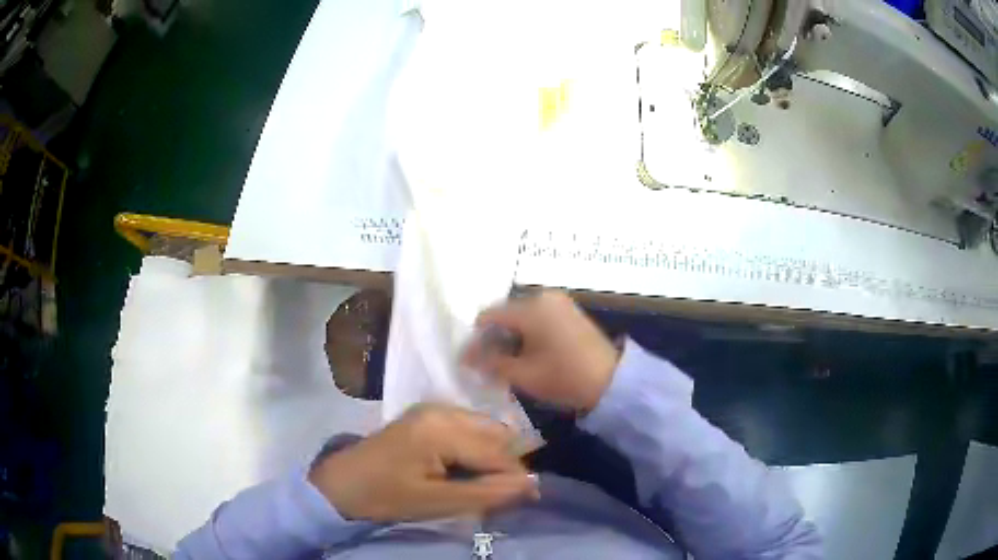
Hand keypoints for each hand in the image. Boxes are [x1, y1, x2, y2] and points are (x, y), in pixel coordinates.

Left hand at [308, 404, 538, 521]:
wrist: (341, 483)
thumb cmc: (384, 496)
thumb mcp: (436, 502)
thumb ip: (486, 493)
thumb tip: (532, 486)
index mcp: (441, 429)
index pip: (498, 452)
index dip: (516, 478)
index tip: (526, 500)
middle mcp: (442, 410)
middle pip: (496, 434)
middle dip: (505, 465)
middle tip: (499, 495)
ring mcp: (433, 409)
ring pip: (485, 430)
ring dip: (491, 457)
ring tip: (482, 486)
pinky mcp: (428, 415)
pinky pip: (468, 428)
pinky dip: (476, 450)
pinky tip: (465, 471)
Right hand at [463, 291, 619, 412]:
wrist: (611, 380)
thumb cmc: (564, 377)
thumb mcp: (522, 374)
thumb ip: (490, 362)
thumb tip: (465, 357)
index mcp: (530, 307)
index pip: (488, 316)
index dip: (476, 339)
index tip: (471, 362)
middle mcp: (543, 296)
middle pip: (504, 313)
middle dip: (493, 338)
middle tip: (489, 364)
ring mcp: (558, 301)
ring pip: (520, 315)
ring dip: (510, 336)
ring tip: (508, 362)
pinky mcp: (568, 310)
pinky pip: (537, 316)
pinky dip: (527, 332)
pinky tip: (528, 354)